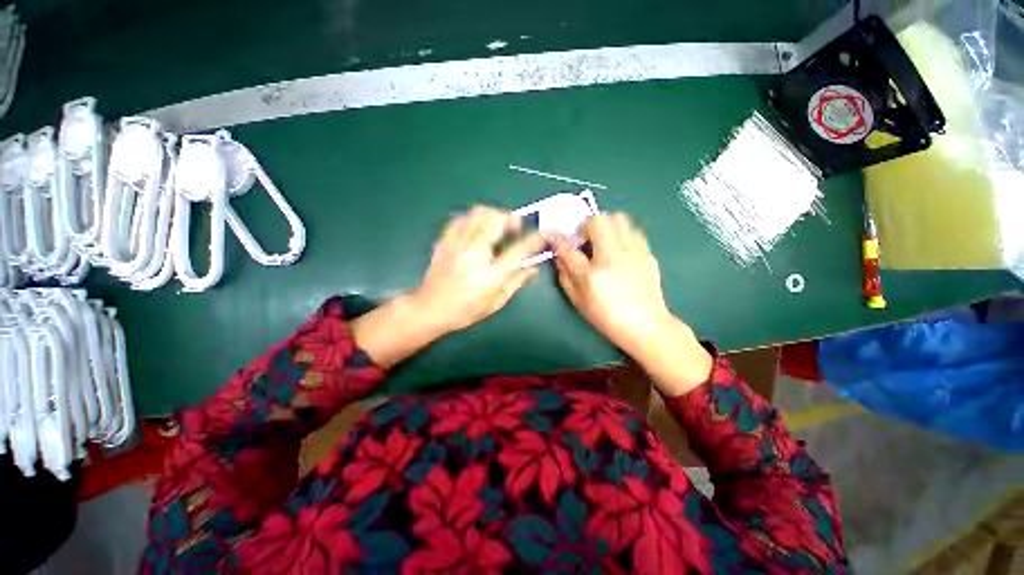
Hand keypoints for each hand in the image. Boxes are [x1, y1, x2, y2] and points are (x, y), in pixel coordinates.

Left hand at [411, 206, 545, 335]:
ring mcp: (456, 246)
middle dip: (511, 218)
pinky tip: (476, 228)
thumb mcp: (495, 303)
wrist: (429, 309)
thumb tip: (532, 268)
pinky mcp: (444, 242)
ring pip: (477, 214)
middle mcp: (473, 256)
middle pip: (494, 221)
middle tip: (516, 226)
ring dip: (492, 214)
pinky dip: (472, 219)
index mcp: (489, 276)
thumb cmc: (465, 310)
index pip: (517, 251)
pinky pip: (460, 219)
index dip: (533, 240)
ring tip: (497, 223)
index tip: (541, 234)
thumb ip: (516, 283)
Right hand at [553, 213, 712, 395]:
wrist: (645, 325)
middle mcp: (614, 258)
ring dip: (606, 225)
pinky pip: (633, 232)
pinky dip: (621, 234)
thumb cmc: (607, 317)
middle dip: (586, 224)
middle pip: (599, 220)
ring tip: (602, 239)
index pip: (568, 248)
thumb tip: (559, 256)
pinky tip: (619, 250)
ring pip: (620, 219)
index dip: (557, 238)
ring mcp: (634, 254)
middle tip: (584, 237)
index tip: (552, 233)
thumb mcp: (578, 300)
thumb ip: (565, 276)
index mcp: (592, 274)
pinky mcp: (647, 254)